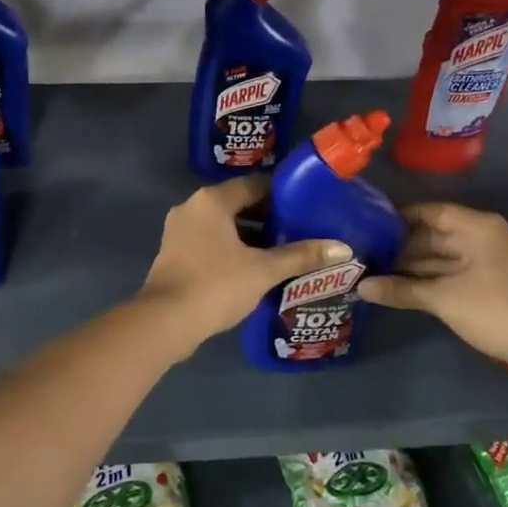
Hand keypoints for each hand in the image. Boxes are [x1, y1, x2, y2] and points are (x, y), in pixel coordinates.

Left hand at [138, 176, 350, 350]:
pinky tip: (256, 269)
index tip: (308, 208)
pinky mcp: (175, 254)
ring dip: (251, 237)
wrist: (165, 321)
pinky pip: (211, 242)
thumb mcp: (264, 270)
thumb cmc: (216, 284)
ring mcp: (179, 231)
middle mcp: (192, 208)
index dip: (283, 196)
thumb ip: (301, 256)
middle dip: (269, 218)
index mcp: (212, 200)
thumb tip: (342, 248)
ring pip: (224, 226)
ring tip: (285, 251)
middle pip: (238, 204)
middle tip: (302, 231)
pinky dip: (233, 250)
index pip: (254, 185)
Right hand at [357, 203, 507, 390]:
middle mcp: (482, 237)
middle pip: (433, 235)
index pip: (428, 212)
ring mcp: (488, 262)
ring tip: (374, 272)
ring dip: (412, 267)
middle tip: (364, 254)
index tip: (366, 227)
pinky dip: (429, 280)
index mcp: (476, 227)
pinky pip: (452, 274)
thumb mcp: (443, 299)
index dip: (397, 219)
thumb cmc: (496, 309)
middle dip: (400, 247)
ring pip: (441, 258)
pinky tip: (401, 289)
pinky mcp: (491, 285)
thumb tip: (359, 287)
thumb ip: (400, 290)